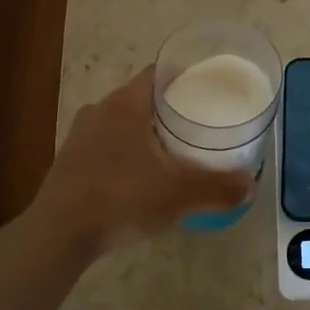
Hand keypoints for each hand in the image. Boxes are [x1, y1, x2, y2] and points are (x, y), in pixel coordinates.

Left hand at [26, 67, 253, 256]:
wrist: (58, 235)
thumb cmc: (121, 198)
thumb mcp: (178, 194)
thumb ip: (218, 187)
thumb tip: (250, 184)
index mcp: (126, 104)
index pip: (157, 74)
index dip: (182, 78)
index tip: (206, 91)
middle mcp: (100, 111)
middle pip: (140, 98)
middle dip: (167, 109)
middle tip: (196, 125)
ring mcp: (79, 136)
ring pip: (120, 123)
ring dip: (144, 132)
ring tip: (172, 152)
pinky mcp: (68, 162)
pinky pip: (105, 147)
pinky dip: (125, 154)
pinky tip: (139, 178)